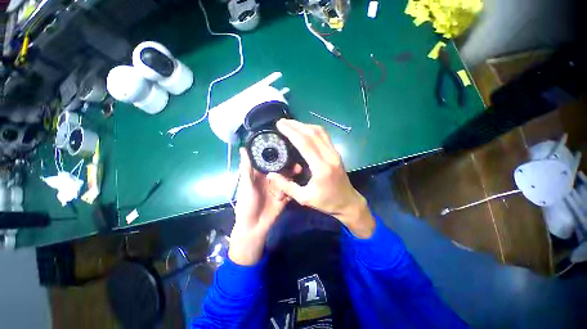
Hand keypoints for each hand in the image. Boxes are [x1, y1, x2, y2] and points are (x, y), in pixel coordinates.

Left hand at [229, 148, 290, 264]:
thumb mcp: (246, 184)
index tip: (284, 144)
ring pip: (287, 177)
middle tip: (295, 159)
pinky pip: (291, 188)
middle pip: (281, 167)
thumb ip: (246, 168)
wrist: (255, 226)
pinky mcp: (285, 195)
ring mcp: (279, 187)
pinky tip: (300, 180)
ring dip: (293, 173)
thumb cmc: (247, 203)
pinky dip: (294, 185)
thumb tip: (243, 148)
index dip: (276, 153)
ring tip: (299, 169)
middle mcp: (270, 178)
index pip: (269, 160)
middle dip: (288, 163)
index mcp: (260, 174)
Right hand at [267, 119, 374, 237]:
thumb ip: (286, 186)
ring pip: (320, 132)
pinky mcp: (336, 152)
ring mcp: (335, 153)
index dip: (291, 132)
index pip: (305, 143)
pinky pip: (324, 136)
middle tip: (282, 122)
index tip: (280, 125)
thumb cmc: (326, 202)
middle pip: (312, 133)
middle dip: (296, 125)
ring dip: (304, 125)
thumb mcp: (304, 198)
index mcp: (321, 167)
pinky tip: (304, 130)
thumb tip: (271, 174)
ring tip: (291, 124)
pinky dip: (312, 130)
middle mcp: (330, 156)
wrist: (348, 202)